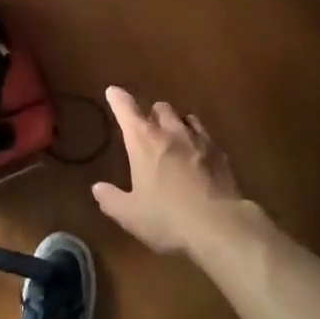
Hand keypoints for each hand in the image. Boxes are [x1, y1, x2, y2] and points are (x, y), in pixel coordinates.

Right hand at [93, 87, 246, 256]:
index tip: (113, 92)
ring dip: (178, 124)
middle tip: (149, 127)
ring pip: (187, 118)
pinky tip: (200, 156)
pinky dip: (199, 141)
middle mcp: (171, 133)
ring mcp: (200, 141)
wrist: (220, 227)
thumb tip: (97, 189)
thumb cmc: (167, 218)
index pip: (127, 110)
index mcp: (144, 142)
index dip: (118, 99)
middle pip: (161, 108)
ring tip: (176, 137)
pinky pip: (207, 137)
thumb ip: (111, 199)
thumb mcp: (131, 215)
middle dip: (153, 114)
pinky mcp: (222, 154)